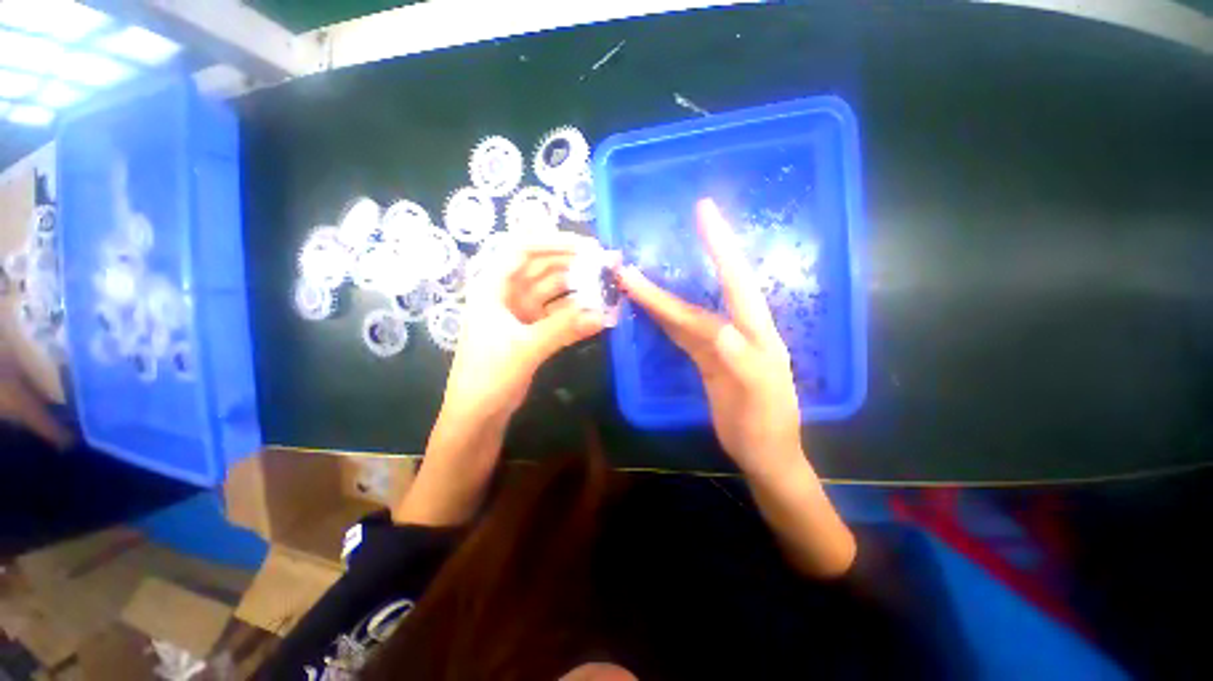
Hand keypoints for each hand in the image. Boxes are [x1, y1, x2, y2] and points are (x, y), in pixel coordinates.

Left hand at [442, 232, 607, 422]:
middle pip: (543, 267)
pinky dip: (576, 310)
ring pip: (554, 290)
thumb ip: (564, 328)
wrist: (477, 414)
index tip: (589, 247)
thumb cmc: (488, 376)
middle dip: (574, 264)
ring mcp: (521, 311)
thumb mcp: (525, 348)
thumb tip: (603, 314)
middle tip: (607, 265)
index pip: (523, 249)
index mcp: (492, 286)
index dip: (555, 242)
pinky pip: (558, 311)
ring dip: (578, 287)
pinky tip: (596, 310)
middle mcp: (507, 293)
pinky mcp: (533, 329)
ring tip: (607, 286)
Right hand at [617, 198, 802, 475]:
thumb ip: (744, 361)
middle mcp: (736, 330)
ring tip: (629, 282)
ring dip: (656, 300)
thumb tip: (720, 330)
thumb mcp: (761, 399)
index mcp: (756, 333)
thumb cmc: (768, 427)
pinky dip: (663, 320)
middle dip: (666, 281)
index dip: (720, 247)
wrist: (765, 454)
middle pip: (697, 299)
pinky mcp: (705, 360)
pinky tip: (649, 310)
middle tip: (633, 262)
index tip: (704, 212)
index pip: (736, 282)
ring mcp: (717, 346)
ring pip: (683, 316)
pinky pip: (681, 334)